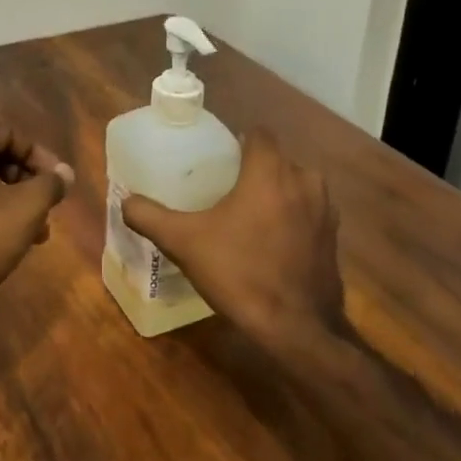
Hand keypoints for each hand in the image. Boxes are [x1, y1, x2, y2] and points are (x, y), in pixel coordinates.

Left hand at [0, 117, 74, 314]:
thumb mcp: (27, 208)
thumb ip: (51, 184)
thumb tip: (64, 173)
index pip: (8, 132)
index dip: (38, 153)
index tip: (57, 181)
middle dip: (30, 181)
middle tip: (49, 206)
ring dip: (18, 203)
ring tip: (40, 231)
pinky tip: (18, 244)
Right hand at [121, 129, 347, 344]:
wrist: (297, 327)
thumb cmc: (239, 273)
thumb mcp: (184, 243)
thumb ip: (150, 217)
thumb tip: (126, 201)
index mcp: (270, 171)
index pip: (258, 133)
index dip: (236, 141)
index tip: (216, 159)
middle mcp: (304, 180)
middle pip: (276, 159)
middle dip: (252, 169)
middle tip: (223, 189)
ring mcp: (325, 209)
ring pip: (295, 185)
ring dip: (274, 193)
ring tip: (246, 215)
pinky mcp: (334, 236)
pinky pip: (307, 212)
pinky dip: (291, 217)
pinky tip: (270, 242)